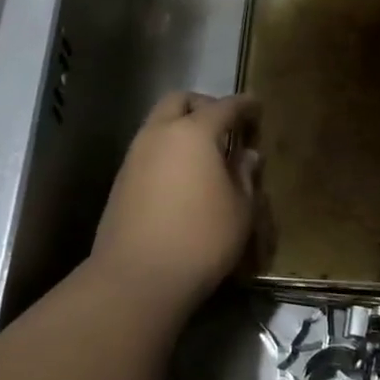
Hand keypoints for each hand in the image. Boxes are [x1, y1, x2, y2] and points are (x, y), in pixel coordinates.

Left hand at [90, 91, 260, 313]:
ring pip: (159, 123)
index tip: (257, 107)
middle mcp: (160, 134)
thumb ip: (245, 175)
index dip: (244, 105)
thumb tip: (246, 155)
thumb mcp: (240, 209)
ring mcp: (135, 156)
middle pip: (180, 101)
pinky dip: (168, 150)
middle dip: (205, 105)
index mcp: (194, 133)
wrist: (137, 278)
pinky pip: (149, 149)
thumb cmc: (201, 239)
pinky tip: (183, 177)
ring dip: (182, 127)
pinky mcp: (121, 180)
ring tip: (205, 154)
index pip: (225, 107)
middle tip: (226, 125)